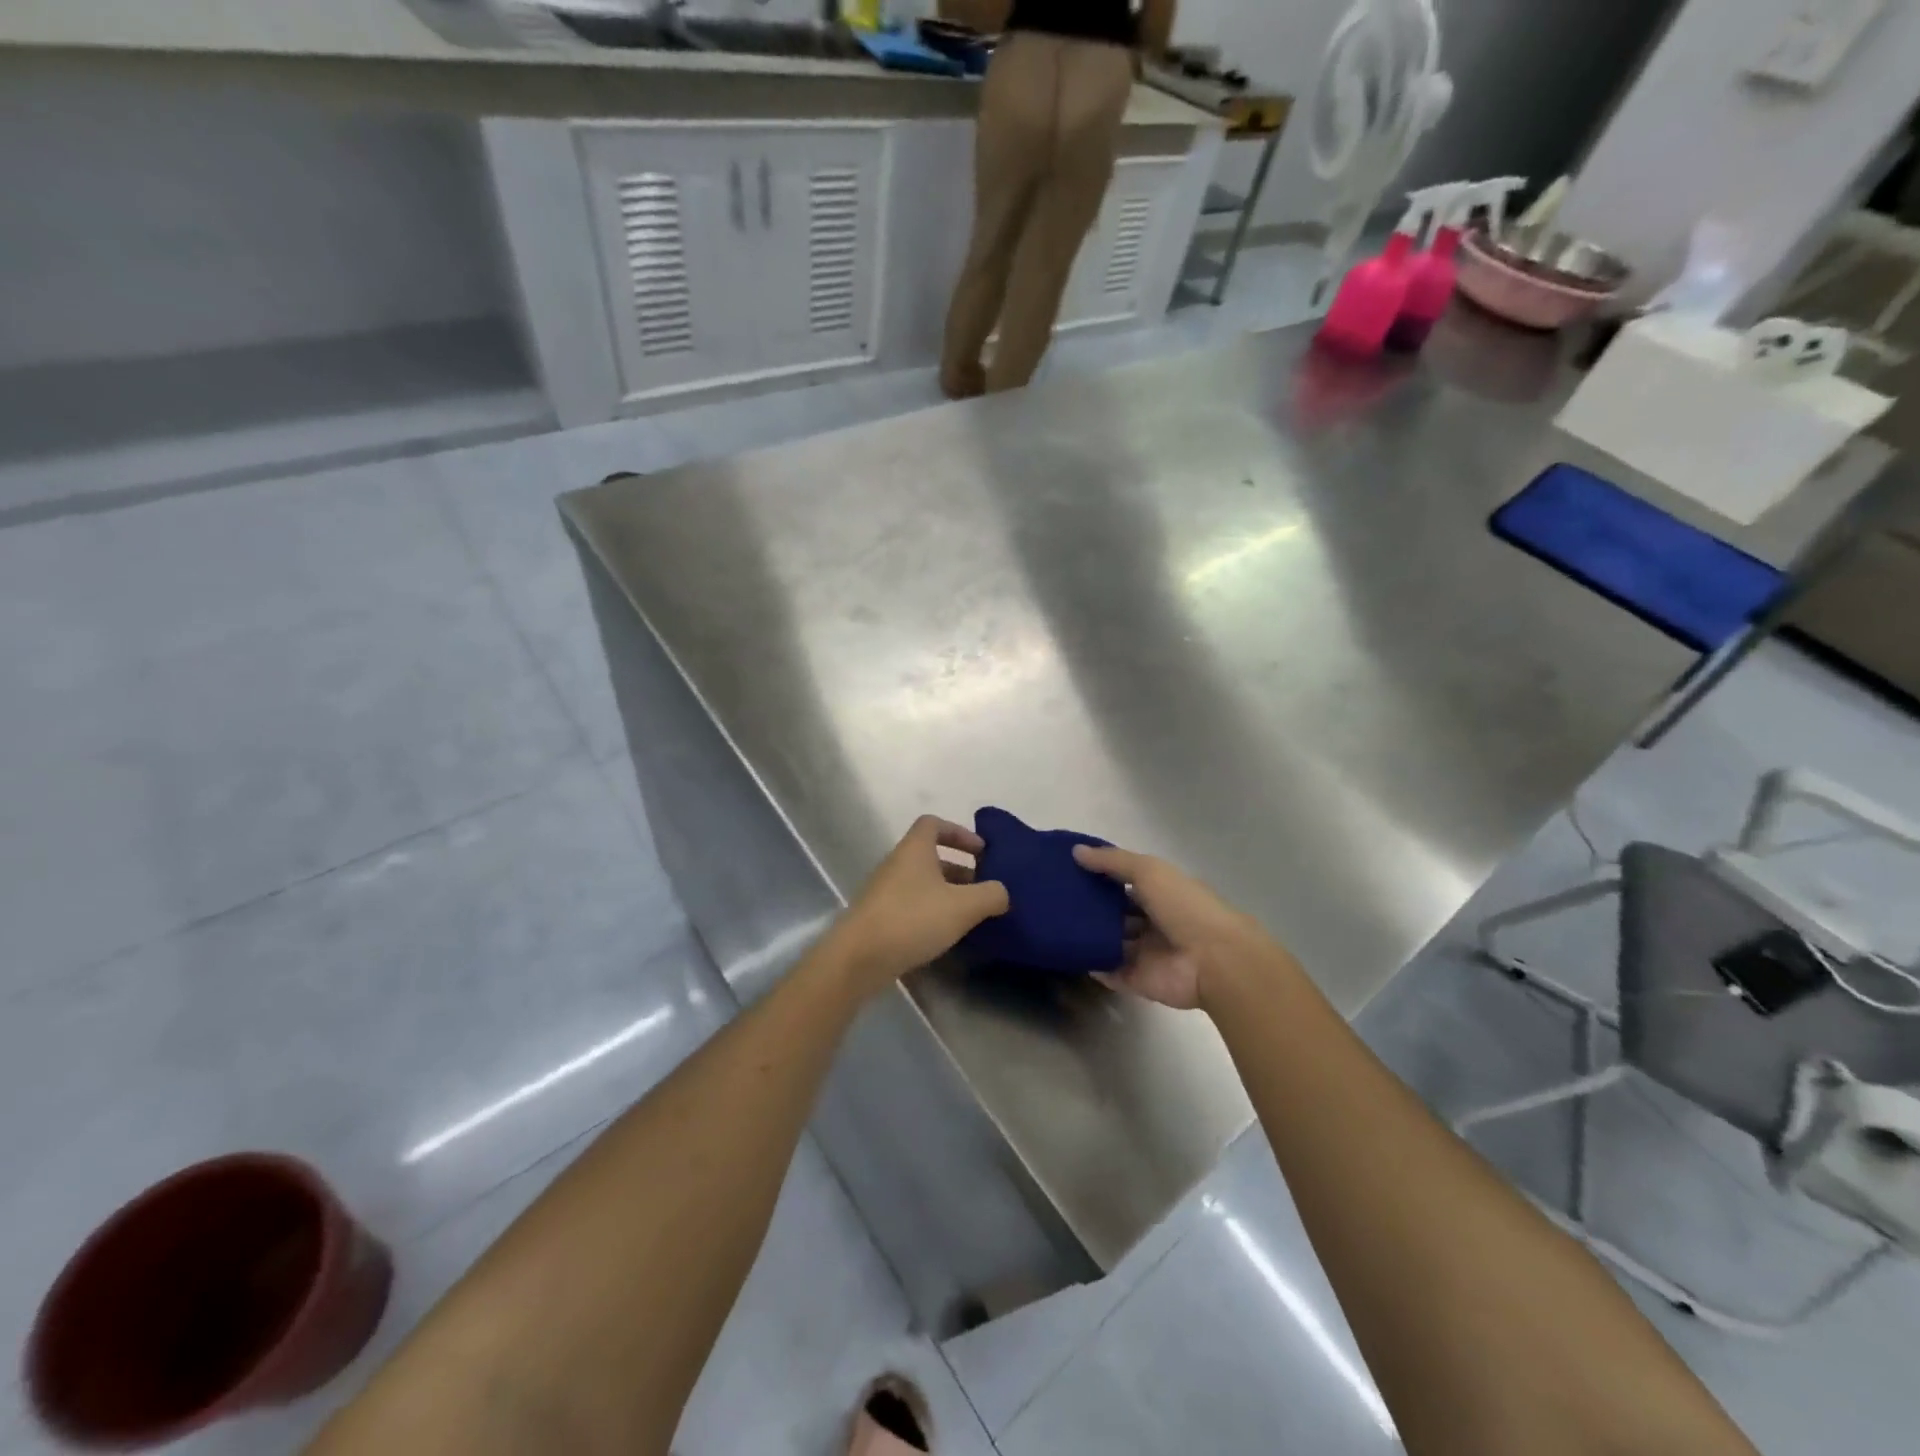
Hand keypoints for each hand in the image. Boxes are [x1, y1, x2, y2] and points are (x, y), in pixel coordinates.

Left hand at [824, 816, 1008, 993]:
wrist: (858, 958)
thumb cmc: (912, 919)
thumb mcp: (963, 906)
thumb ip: (990, 895)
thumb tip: (1002, 892)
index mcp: (914, 849)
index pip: (934, 824)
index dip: (959, 832)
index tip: (982, 851)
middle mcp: (897, 863)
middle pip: (931, 856)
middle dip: (960, 869)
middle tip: (983, 889)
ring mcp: (884, 891)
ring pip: (922, 883)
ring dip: (947, 894)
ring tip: (970, 916)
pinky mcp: (879, 917)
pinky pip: (911, 905)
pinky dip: (931, 913)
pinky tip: (946, 935)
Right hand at [1073, 844, 1294, 1010]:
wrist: (1214, 961)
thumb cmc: (1185, 907)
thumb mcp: (1150, 871)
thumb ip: (1113, 862)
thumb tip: (1076, 851)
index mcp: (1161, 894)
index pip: (1126, 883)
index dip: (1101, 876)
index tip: (1069, 870)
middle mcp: (1153, 923)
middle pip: (1116, 914)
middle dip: (1091, 908)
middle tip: (1056, 899)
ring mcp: (1145, 953)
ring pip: (1110, 942)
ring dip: (1088, 935)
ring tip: (1053, 925)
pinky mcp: (1137, 980)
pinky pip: (1109, 972)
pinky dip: (1092, 964)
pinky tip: (1068, 953)